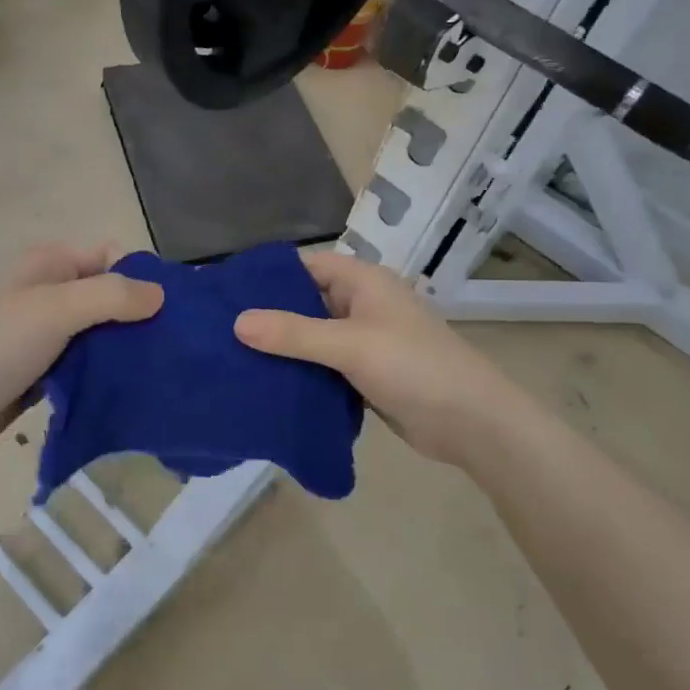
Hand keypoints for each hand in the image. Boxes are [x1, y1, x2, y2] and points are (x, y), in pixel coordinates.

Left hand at [0, 244, 163, 463]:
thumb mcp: (55, 307)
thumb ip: (111, 296)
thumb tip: (161, 295)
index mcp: (51, 266)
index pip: (112, 258)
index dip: (143, 277)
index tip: (176, 310)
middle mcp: (50, 297)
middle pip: (109, 300)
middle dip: (141, 320)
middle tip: (179, 350)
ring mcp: (44, 339)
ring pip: (99, 339)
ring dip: (125, 354)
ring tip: (165, 376)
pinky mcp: (41, 378)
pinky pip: (84, 373)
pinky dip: (105, 380)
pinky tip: (134, 397)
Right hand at [234, 250, 511, 465]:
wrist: (472, 422)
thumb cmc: (414, 367)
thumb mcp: (350, 344)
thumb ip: (293, 333)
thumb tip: (236, 322)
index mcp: (363, 282)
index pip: (304, 267)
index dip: (266, 277)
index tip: (224, 294)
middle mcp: (361, 305)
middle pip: (305, 302)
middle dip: (268, 316)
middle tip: (218, 331)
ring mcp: (364, 341)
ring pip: (312, 337)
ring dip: (282, 348)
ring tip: (231, 358)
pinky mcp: (364, 374)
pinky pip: (323, 366)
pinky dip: (300, 372)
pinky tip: (266, 384)